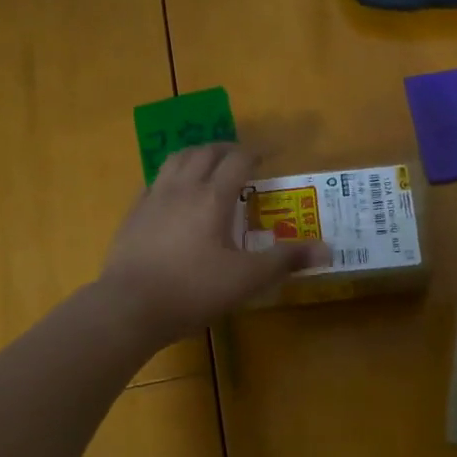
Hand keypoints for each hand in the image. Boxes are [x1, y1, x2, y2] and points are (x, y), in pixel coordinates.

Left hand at [100, 144, 329, 342]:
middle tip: (241, 158)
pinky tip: (173, 192)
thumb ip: (285, 260)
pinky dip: (171, 176)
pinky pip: (154, 180)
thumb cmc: (192, 291)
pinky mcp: (133, 214)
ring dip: (196, 154)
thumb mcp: (246, 279)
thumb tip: (328, 249)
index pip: (238, 160)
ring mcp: (153, 198)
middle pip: (205, 152)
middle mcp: (182, 188)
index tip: (270, 155)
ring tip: (208, 165)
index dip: (256, 152)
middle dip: (226, 149)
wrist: (128, 307)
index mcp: (212, 197)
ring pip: (175, 159)